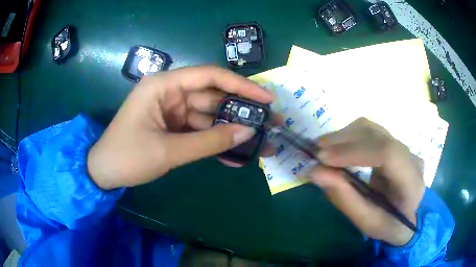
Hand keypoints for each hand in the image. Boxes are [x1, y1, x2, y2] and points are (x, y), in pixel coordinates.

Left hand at [87, 66, 273, 189]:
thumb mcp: (168, 150)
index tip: (266, 98)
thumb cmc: (127, 157)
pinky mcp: (172, 126)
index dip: (240, 85)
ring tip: (259, 144)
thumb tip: (247, 133)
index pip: (209, 76)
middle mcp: (170, 92)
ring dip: (231, 131)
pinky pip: (199, 131)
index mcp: (164, 85)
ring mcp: (172, 110)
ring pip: (209, 116)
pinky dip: (214, 142)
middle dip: (240, 111)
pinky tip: (234, 155)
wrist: (104, 173)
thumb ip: (209, 142)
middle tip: (269, 122)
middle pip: (213, 96)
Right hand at [309, 118, 424, 245]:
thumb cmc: (387, 224)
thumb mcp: (366, 222)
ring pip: (371, 128)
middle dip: (344, 141)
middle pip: (377, 136)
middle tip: (316, 153)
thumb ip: (344, 198)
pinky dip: (348, 136)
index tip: (323, 158)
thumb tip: (315, 172)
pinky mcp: (393, 143)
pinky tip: (336, 147)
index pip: (387, 153)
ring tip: (322, 149)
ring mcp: (402, 146)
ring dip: (344, 136)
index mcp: (411, 182)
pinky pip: (369, 131)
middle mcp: (410, 157)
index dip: (354, 151)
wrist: (404, 217)